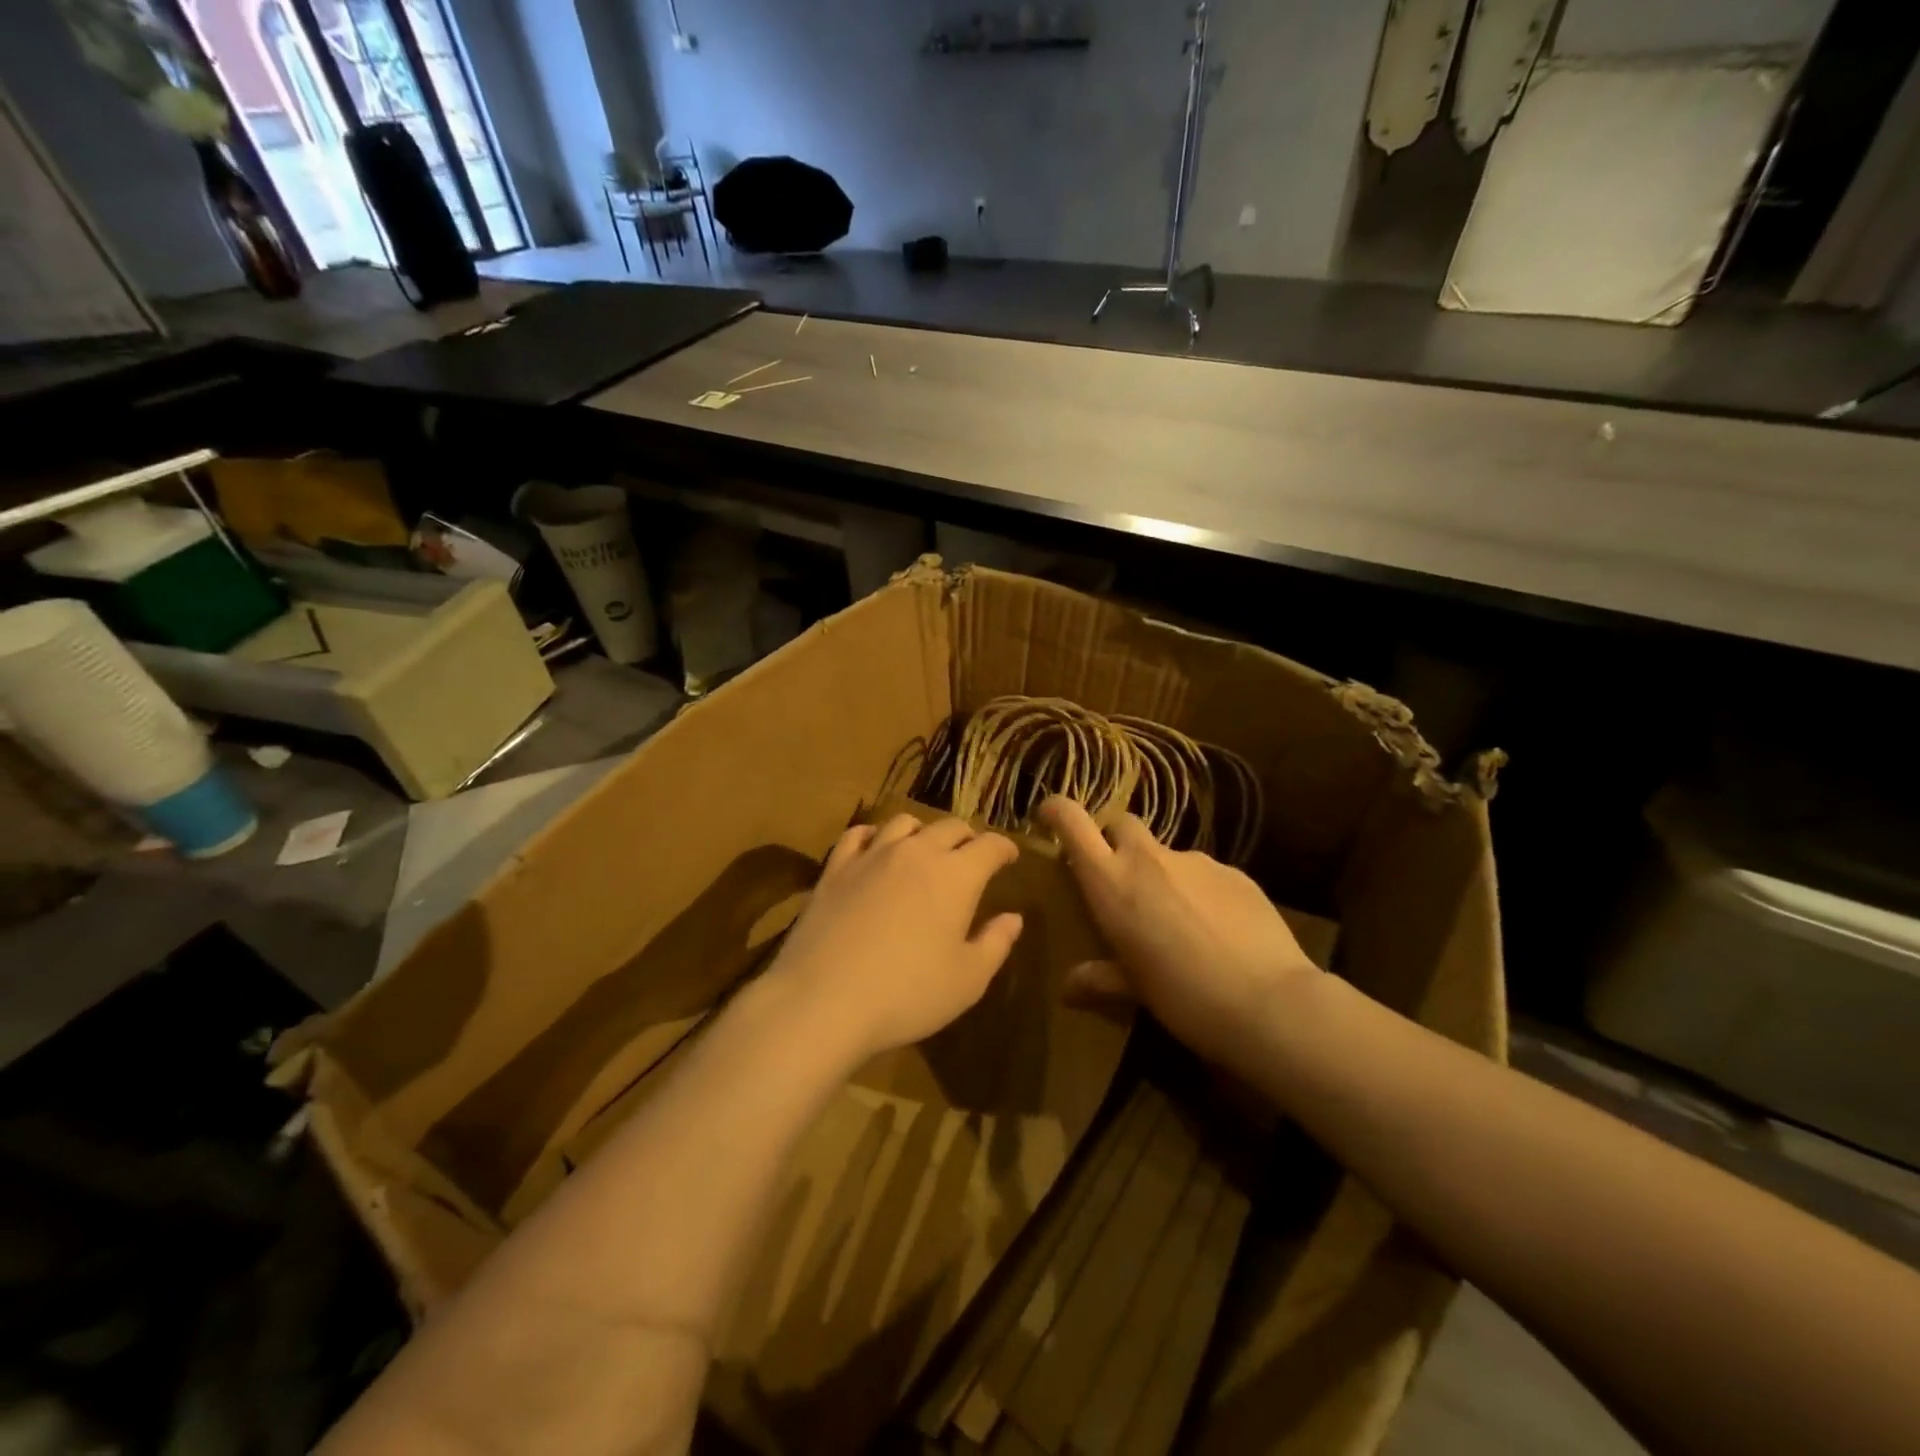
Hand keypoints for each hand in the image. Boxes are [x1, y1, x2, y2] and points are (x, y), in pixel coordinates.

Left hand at [767, 813, 1024, 1063]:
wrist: (823, 1000)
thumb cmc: (907, 995)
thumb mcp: (968, 980)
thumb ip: (995, 943)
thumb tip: (1013, 918)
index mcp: (956, 876)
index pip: (990, 846)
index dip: (1005, 848)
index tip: (1010, 857)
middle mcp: (916, 852)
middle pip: (950, 827)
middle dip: (967, 838)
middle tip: (972, 855)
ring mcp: (872, 856)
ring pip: (904, 823)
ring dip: (923, 832)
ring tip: (925, 849)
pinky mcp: (835, 868)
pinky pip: (858, 834)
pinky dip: (875, 835)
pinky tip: (875, 849)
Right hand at [1037, 796, 1318, 1071]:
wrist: (1268, 1001)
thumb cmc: (1183, 997)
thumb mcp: (1133, 990)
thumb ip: (1098, 979)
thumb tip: (1067, 989)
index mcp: (1111, 882)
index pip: (1073, 822)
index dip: (1057, 810)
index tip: (1048, 816)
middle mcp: (1148, 859)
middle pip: (1121, 823)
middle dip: (1113, 840)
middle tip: (1118, 879)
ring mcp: (1195, 860)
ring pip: (1165, 852)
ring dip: (1159, 873)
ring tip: (1175, 919)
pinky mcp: (1234, 871)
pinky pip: (1203, 872)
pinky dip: (1198, 890)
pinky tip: (1214, 928)